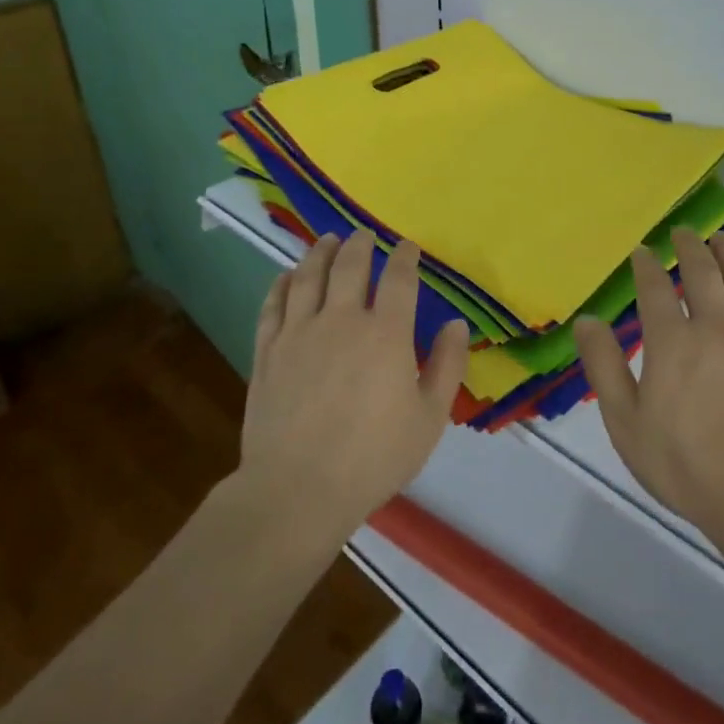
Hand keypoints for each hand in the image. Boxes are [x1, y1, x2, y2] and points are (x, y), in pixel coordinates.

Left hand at [243, 231, 467, 531]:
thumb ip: (447, 366)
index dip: (405, 257)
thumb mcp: (429, 417)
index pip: (398, 279)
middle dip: (360, 245)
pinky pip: (274, 305)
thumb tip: (456, 324)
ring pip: (309, 276)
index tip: (408, 247)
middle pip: (350, 266)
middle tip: (364, 234)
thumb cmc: (374, 456)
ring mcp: (299, 333)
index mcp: (386, 333)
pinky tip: (288, 276)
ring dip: (320, 253)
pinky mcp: (268, 351)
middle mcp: (342, 320)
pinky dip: (282, 284)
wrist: (298, 489)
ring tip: (327, 240)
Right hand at [575, 230, 723, 547]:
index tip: (641, 251)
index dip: (646, 265)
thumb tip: (587, 320)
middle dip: (689, 248)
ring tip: (719, 240)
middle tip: (683, 232)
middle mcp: (715, 328)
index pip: (655, 289)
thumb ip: (604, 366)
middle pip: (702, 273)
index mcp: (672, 342)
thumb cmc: (685, 464)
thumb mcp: (626, 422)